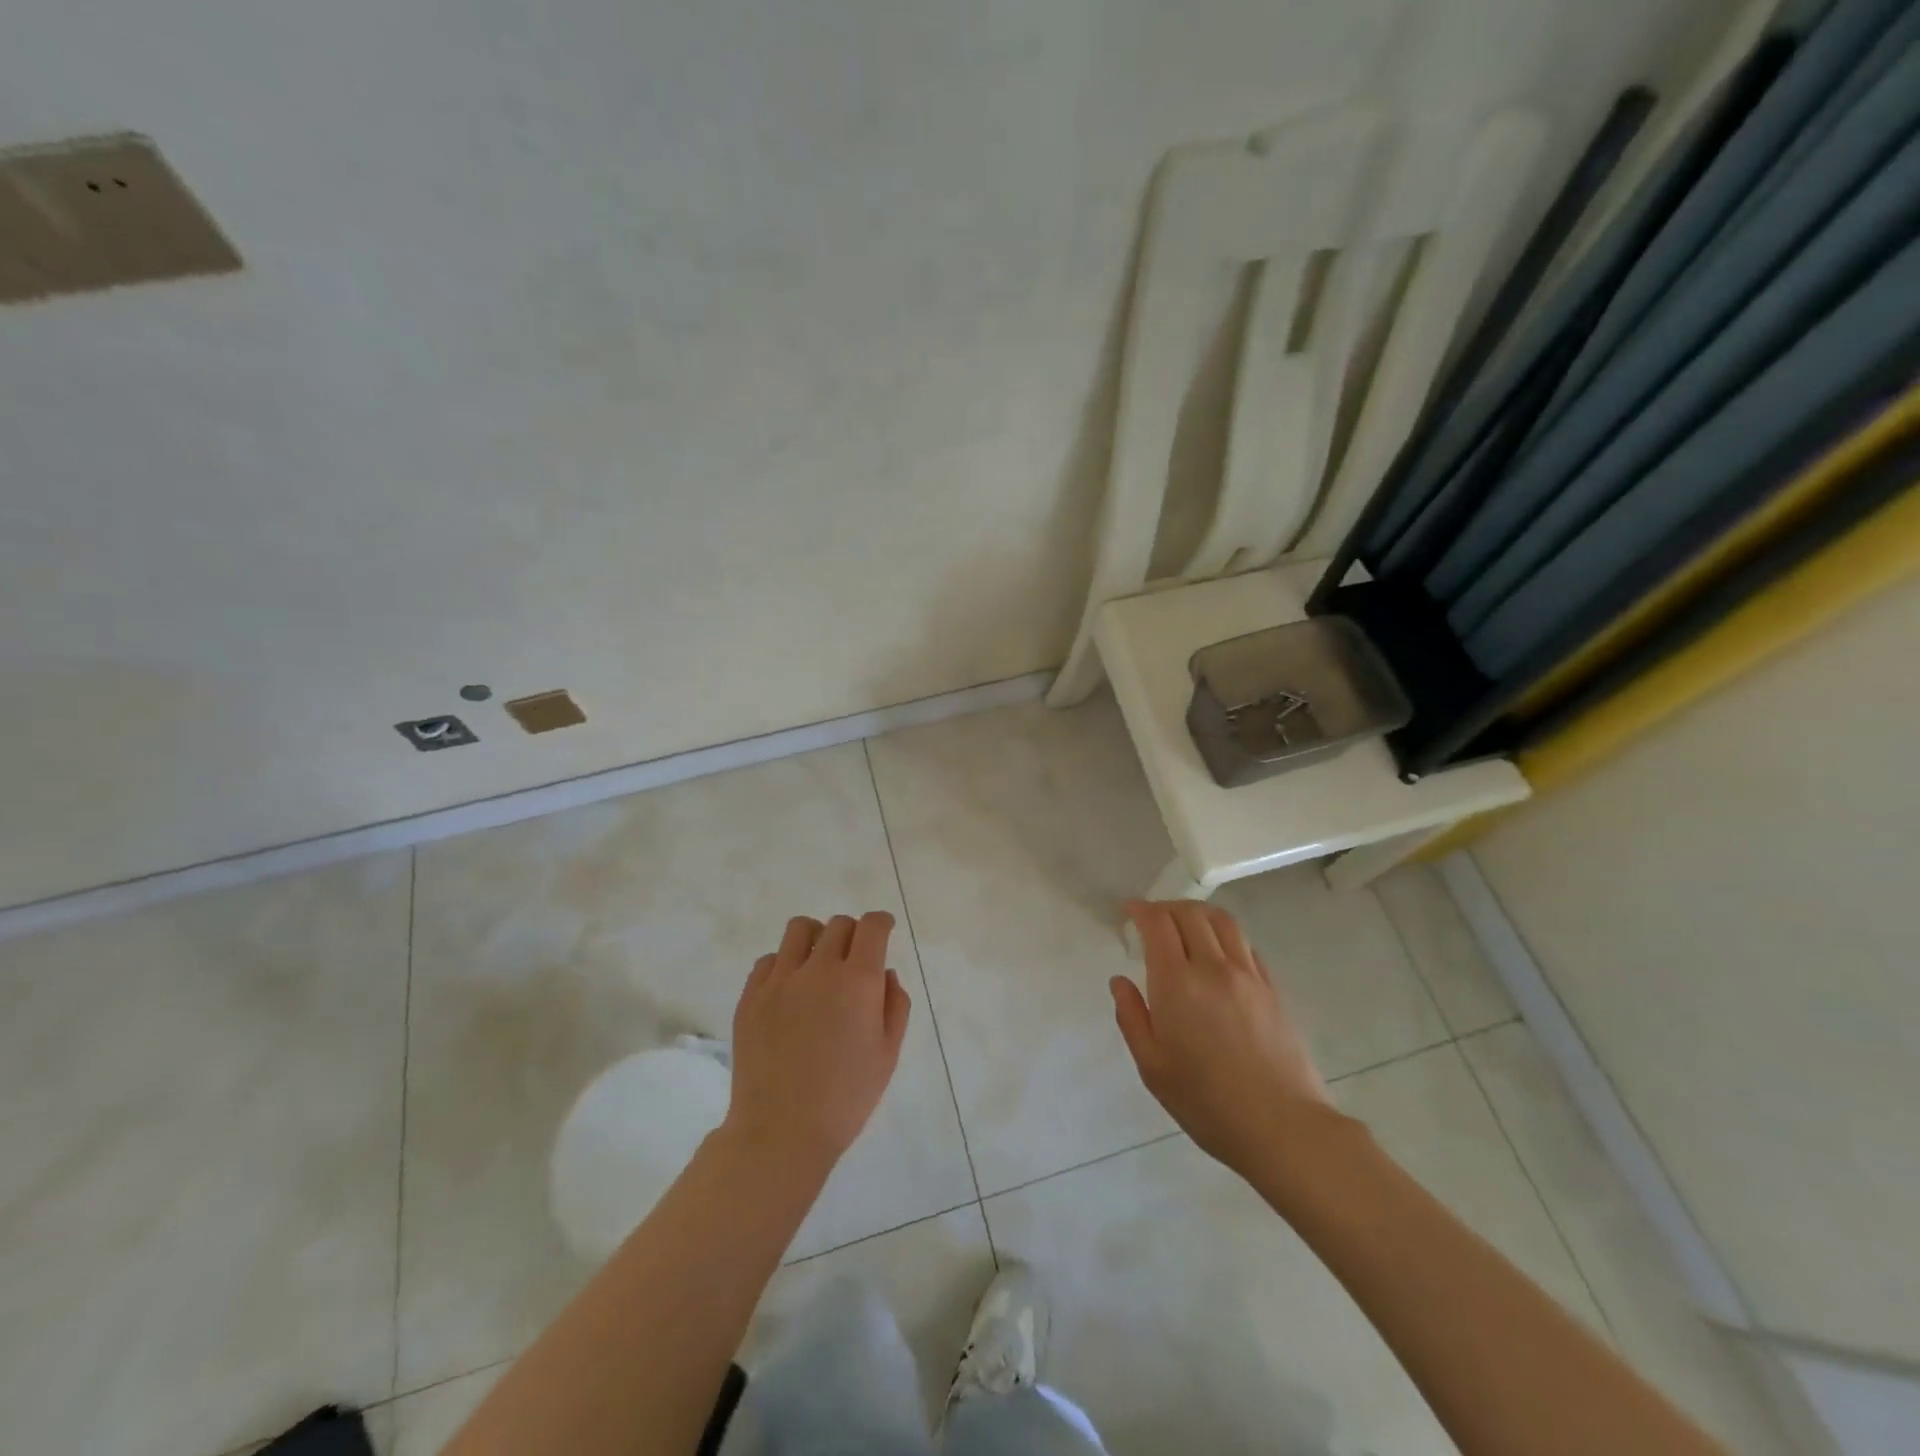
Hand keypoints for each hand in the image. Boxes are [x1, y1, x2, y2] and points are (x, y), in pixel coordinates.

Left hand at [724, 912, 911, 1175]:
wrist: (781, 1131)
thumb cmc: (846, 1097)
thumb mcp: (888, 1053)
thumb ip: (895, 1004)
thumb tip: (884, 973)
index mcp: (858, 981)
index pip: (871, 926)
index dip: (881, 922)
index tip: (884, 930)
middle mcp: (819, 969)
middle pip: (839, 925)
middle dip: (853, 934)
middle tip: (854, 959)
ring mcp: (780, 980)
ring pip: (800, 929)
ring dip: (817, 937)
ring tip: (818, 962)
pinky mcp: (751, 996)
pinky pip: (769, 959)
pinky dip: (785, 963)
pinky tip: (790, 989)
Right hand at [1110, 900, 1333, 1178]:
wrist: (1283, 1127)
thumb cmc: (1207, 1103)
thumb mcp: (1153, 1067)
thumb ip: (1132, 1017)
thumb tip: (1119, 981)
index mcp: (1177, 983)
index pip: (1158, 923)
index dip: (1140, 909)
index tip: (1128, 912)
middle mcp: (1213, 967)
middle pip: (1189, 913)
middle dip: (1165, 907)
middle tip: (1151, 919)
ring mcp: (1249, 975)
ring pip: (1222, 921)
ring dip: (1197, 913)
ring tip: (1184, 924)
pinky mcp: (1273, 988)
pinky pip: (1245, 944)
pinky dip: (1224, 935)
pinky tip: (1218, 952)